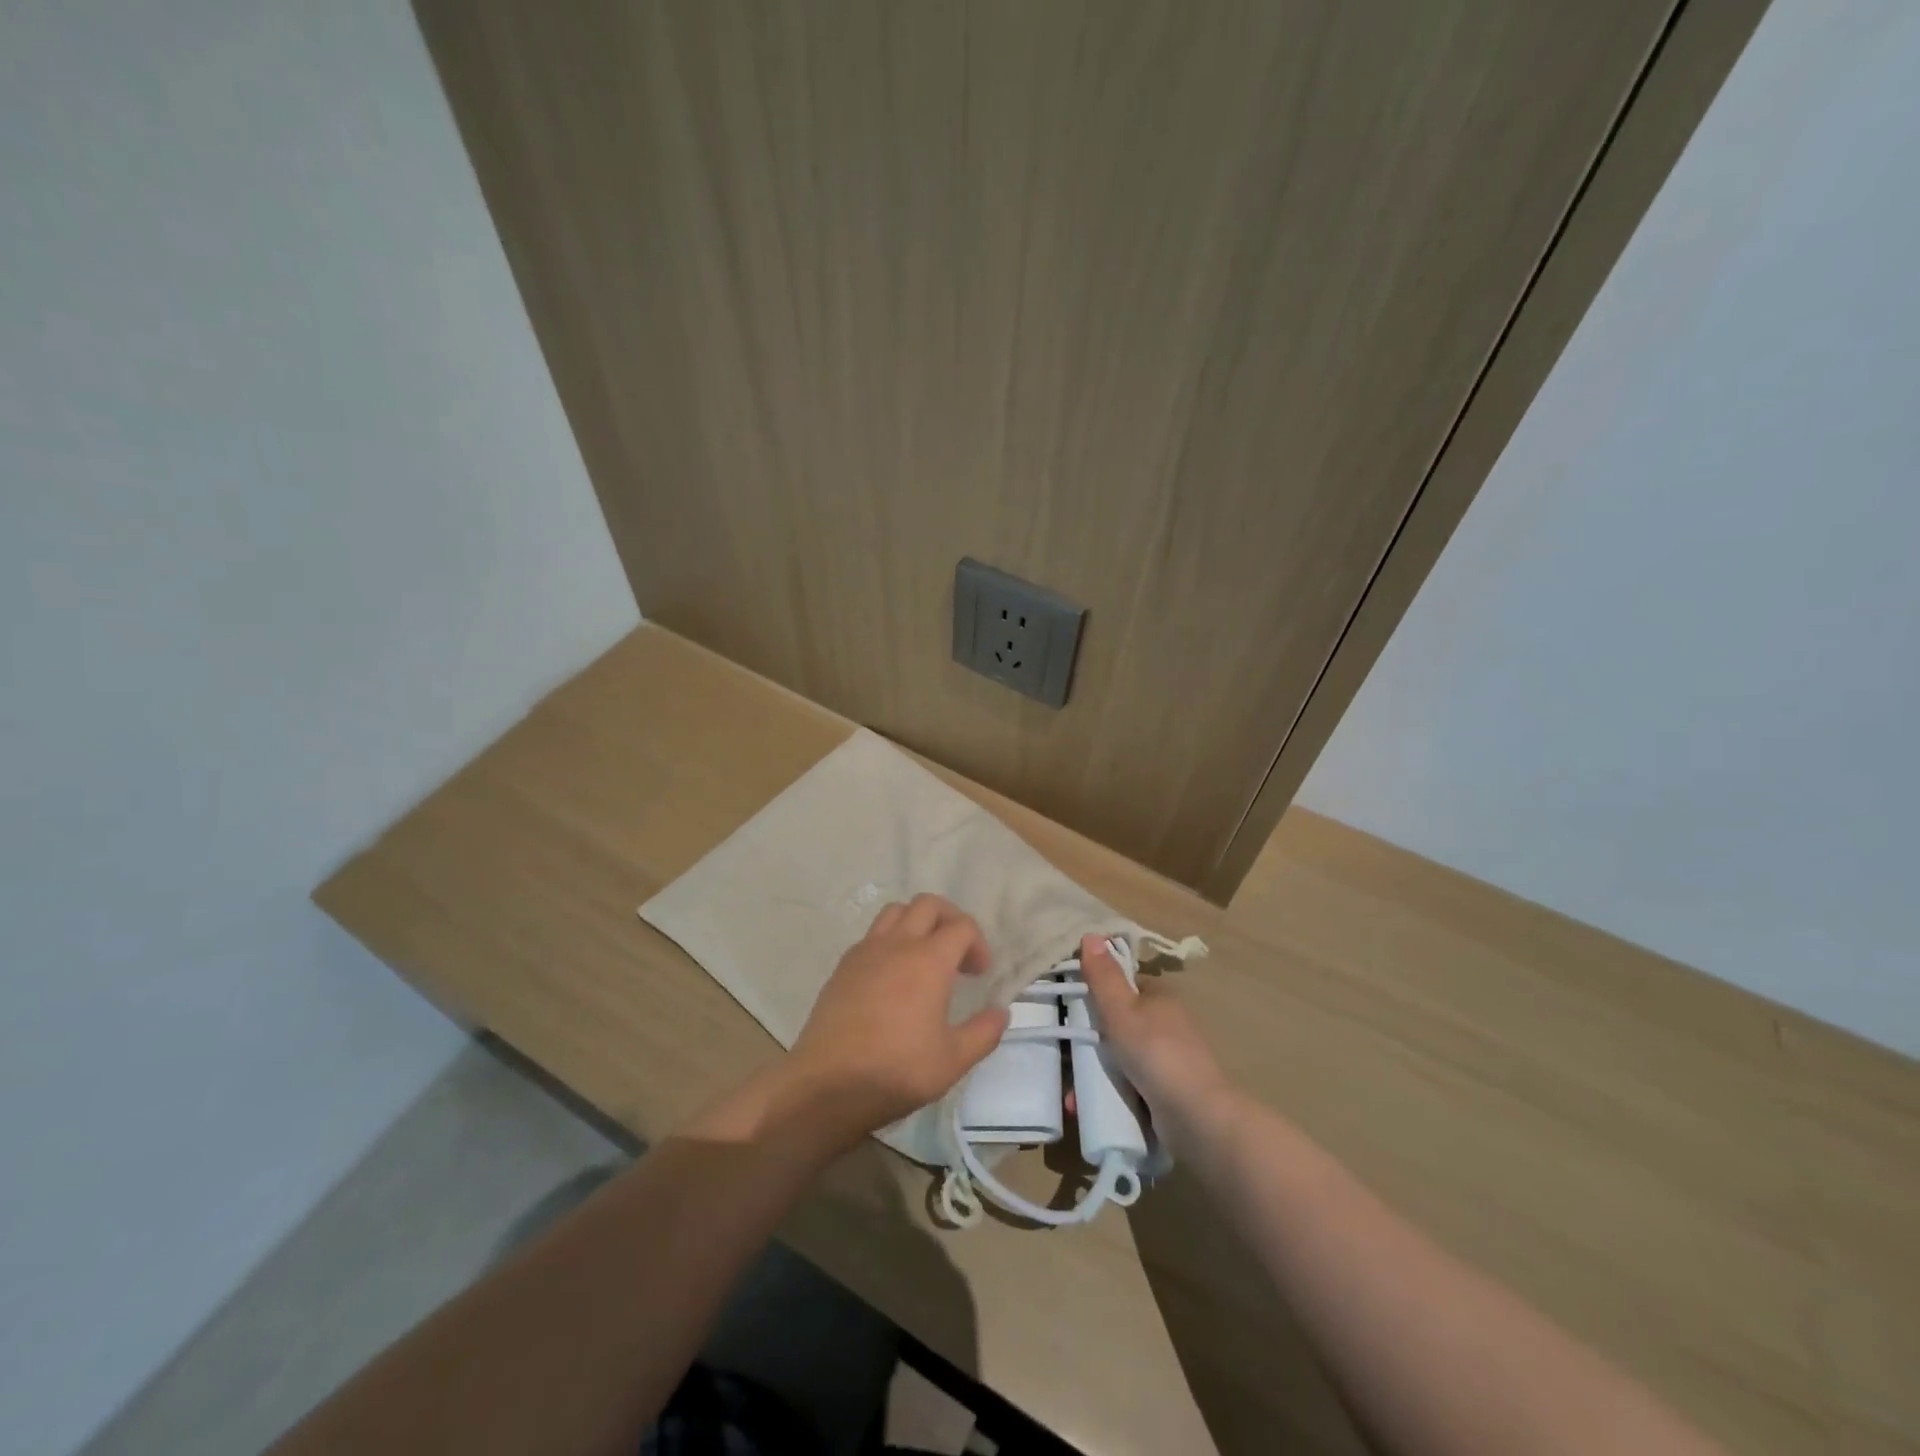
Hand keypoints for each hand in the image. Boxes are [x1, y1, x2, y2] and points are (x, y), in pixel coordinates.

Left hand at [787, 894, 1009, 1136]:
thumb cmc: (897, 1070)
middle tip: (957, 953)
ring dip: (917, 923)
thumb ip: (984, 1032)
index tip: (979, 974)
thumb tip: (1001, 1011)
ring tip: (924, 957)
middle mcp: (897, 944)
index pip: (961, 926)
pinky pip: (872, 936)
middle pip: (928, 904)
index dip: (978, 943)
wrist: (828, 1084)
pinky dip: (890, 942)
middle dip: (950, 919)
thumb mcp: (953, 1060)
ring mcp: (865, 951)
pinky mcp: (842, 966)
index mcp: (928, 960)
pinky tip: (892, 977)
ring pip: (895, 911)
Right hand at [1078, 933, 1235, 1154]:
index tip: (1070, 1009)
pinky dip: (1108, 1093)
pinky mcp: (1166, 1091)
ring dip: (1094, 1073)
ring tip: (1073, 1094)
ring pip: (1121, 1058)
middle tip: (1067, 1056)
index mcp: (1161, 997)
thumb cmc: (1156, 1053)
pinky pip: (1129, 1085)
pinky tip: (1086, 1107)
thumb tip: (1090, 934)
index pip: (1123, 986)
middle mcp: (1167, 1024)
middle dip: (1090, 1043)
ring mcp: (1168, 1059)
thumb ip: (1103, 976)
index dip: (1097, 994)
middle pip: (1119, 1024)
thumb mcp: (1122, 1011)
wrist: (1198, 1118)